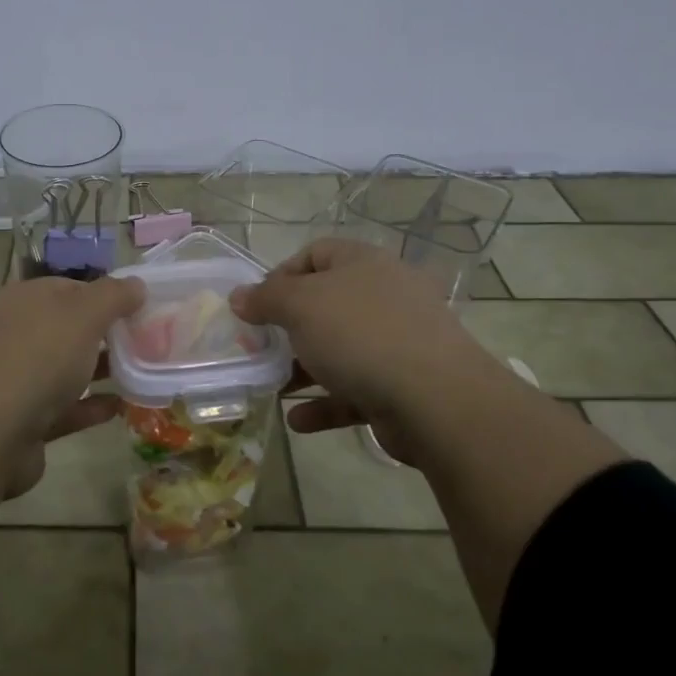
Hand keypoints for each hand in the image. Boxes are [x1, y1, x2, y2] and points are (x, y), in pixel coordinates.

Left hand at [0, 274, 144, 495]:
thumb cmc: (36, 357)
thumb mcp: (83, 314)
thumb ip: (113, 296)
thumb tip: (136, 284)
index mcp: (21, 301)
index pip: (68, 288)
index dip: (104, 295)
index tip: (137, 309)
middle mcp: (12, 335)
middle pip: (65, 329)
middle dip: (102, 335)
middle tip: (144, 343)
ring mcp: (12, 380)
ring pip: (62, 369)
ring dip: (97, 371)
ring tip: (139, 375)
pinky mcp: (19, 421)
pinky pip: (61, 408)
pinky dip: (88, 406)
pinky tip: (119, 408)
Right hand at [229, 239, 491, 457]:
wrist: (436, 400)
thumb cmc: (360, 335)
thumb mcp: (300, 306)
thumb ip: (265, 299)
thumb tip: (239, 297)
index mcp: (363, 264)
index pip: (316, 253)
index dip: (281, 274)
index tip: (257, 305)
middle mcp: (384, 296)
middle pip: (326, 305)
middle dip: (288, 329)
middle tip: (259, 348)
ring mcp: (398, 342)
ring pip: (339, 350)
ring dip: (302, 369)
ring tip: (271, 387)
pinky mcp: (403, 386)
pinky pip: (355, 390)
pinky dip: (325, 404)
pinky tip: (298, 421)